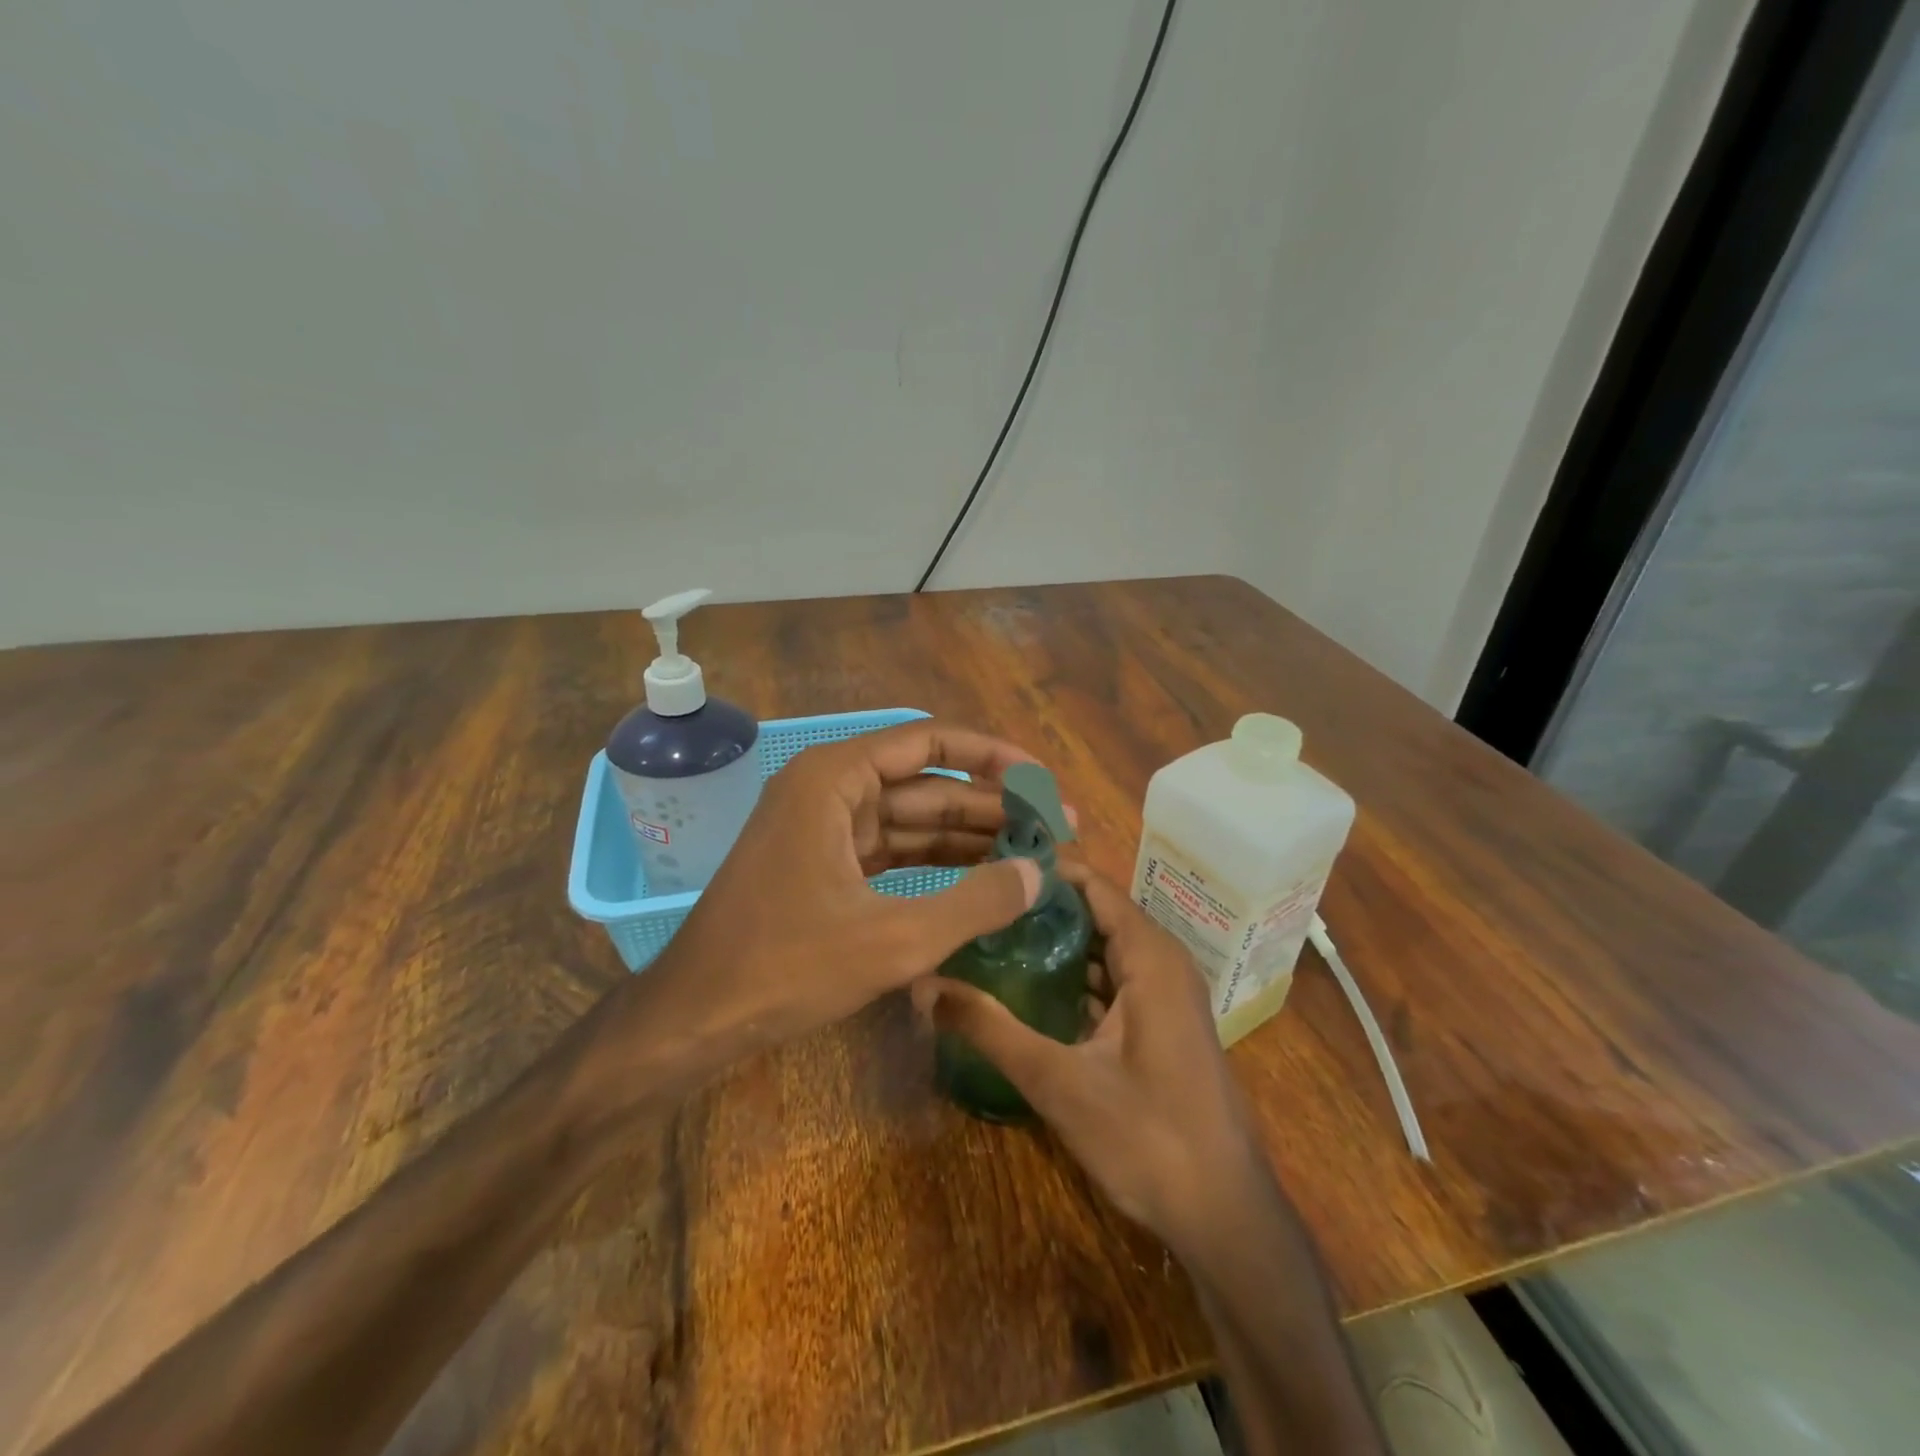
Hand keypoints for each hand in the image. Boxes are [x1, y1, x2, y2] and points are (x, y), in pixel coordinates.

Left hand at [615, 721, 1043, 1079]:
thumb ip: (974, 902)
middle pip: (926, 783)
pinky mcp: (823, 864)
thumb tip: (1040, 874)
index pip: (930, 742)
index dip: (993, 757)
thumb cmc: (785, 967)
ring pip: (911, 819)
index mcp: (834, 779)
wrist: (696, 1017)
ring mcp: (823, 827)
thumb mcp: (892, 939)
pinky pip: (891, 850)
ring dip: (967, 836)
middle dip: (989, 805)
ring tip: (1032, 854)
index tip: (1043, 782)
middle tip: (1054, 828)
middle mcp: (828, 789)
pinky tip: (981, 877)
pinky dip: (934, 862)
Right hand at [917, 862, 1268, 1254]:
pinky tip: (1031, 987)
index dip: (1044, 872)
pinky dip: (1077, 975)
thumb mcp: (1058, 1082)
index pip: (1094, 885)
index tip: (988, 868)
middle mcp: (1163, 963)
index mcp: (1150, 957)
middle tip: (980, 903)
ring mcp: (1167, 996)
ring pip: (1106, 948)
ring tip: (994, 935)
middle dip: (1042, 906)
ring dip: (1058, 942)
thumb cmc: (1148, 1139)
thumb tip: (925, 985)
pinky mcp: (1163, 1025)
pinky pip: (1115, 979)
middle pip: (1097, 913)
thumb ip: (990, 1029)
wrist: (1225, 1216)